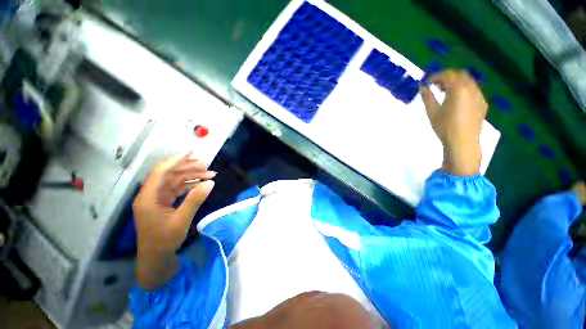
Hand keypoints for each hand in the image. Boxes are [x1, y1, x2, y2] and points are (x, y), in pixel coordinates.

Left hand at [132, 152, 215, 288]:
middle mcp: (150, 194)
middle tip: (207, 166)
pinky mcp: (163, 203)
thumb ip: (195, 199)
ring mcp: (157, 198)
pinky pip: (177, 189)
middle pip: (170, 174)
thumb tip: (211, 182)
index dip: (176, 159)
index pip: (161, 172)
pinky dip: (189, 185)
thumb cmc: (164, 240)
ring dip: (191, 176)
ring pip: (174, 181)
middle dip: (189, 168)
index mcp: (148, 197)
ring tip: (209, 174)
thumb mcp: (181, 220)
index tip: (191, 151)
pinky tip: (201, 184)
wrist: (156, 258)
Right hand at [420, 70, 487, 175]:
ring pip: (468, 81)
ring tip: (444, 92)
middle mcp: (471, 89)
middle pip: (460, 74)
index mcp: (458, 90)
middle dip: (447, 77)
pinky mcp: (482, 103)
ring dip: (455, 82)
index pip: (447, 75)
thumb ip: (427, 97)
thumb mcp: (432, 112)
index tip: (427, 82)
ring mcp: (479, 95)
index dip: (435, 76)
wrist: (462, 142)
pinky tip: (456, 99)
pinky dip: (463, 89)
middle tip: (435, 85)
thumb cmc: (444, 127)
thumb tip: (422, 87)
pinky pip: (473, 89)